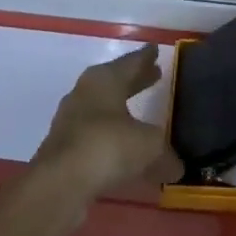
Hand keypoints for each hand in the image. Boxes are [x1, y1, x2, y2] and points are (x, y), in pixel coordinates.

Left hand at [32, 45, 181, 211]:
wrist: (57, 185)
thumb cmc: (107, 147)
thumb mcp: (148, 147)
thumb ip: (165, 155)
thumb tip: (178, 167)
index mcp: (105, 78)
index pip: (131, 61)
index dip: (146, 58)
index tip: (155, 50)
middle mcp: (85, 92)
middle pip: (115, 81)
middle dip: (135, 81)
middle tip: (154, 76)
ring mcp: (70, 120)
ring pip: (102, 108)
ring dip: (120, 110)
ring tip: (139, 116)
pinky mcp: (62, 148)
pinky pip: (93, 135)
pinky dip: (109, 138)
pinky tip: (121, 151)